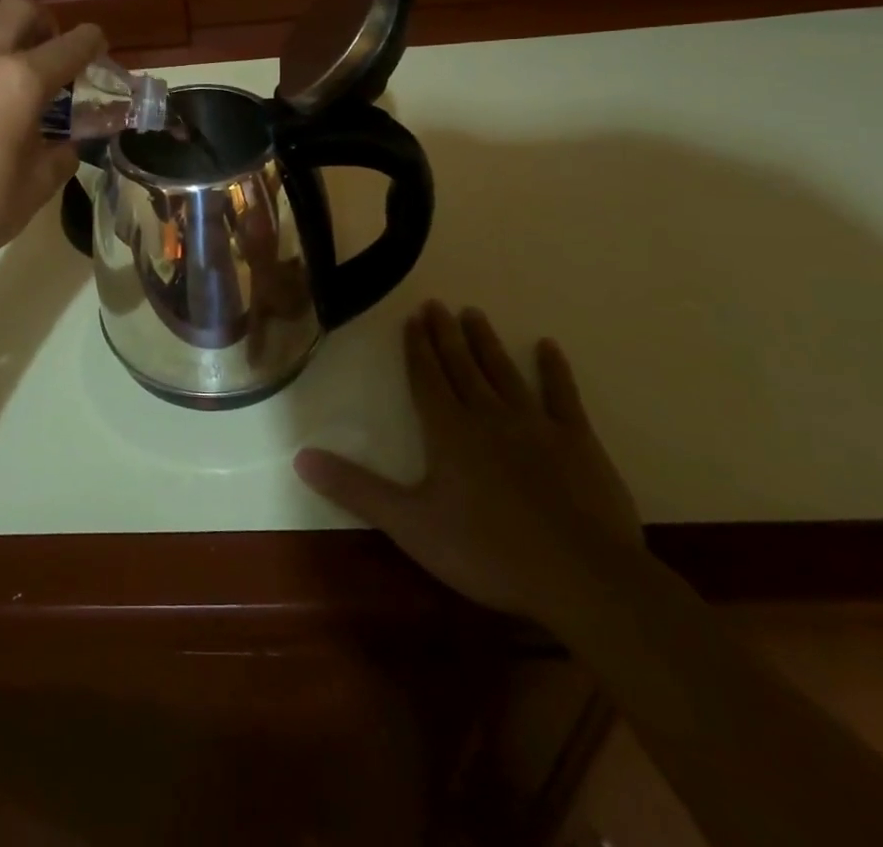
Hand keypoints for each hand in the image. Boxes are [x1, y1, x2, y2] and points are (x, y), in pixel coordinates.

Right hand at [295, 302, 641, 627]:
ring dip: (486, 343)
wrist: (581, 577)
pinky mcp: (578, 441)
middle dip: (446, 335)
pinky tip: (548, 347)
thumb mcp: (410, 524)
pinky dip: (554, 370)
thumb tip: (300, 456)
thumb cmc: (487, 550)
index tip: (412, 318)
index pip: (427, 378)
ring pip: (503, 372)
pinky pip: (562, 395)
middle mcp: (487, 414)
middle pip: (461, 366)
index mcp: (448, 430)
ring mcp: (535, 424)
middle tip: (436, 304)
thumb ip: (356, 488)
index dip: (417, 348)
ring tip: (474, 314)